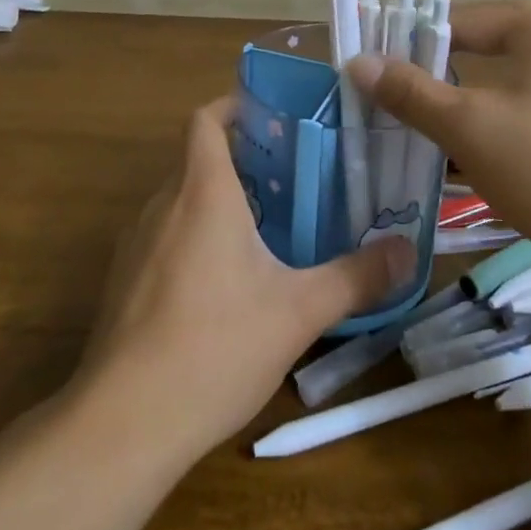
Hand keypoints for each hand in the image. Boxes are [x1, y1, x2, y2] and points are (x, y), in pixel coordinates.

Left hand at [72, 96, 413, 460]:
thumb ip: (356, 277)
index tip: (272, 116)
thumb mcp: (298, 312)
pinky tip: (223, 283)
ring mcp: (135, 243)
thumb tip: (408, 252)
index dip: (234, 106)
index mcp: (202, 191)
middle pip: (197, 158)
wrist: (123, 423)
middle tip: (290, 176)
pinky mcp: (122, 281)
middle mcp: (163, 204)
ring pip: (179, 199)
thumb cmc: (215, 346)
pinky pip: (163, 236)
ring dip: (216, 200)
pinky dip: (193, 236)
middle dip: (240, 159)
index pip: (205, 119)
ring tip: (265, 225)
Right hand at [348, 1, 530, 260]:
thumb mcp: (467, 126)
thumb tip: (356, 62)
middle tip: (401, 85)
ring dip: (465, 89)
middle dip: (441, 62)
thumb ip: (410, 91)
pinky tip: (469, 138)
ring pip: (506, 72)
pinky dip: (493, 110)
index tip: (375, 68)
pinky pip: (526, 98)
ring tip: (424, 110)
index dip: (414, 42)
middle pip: (487, 40)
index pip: (462, 20)